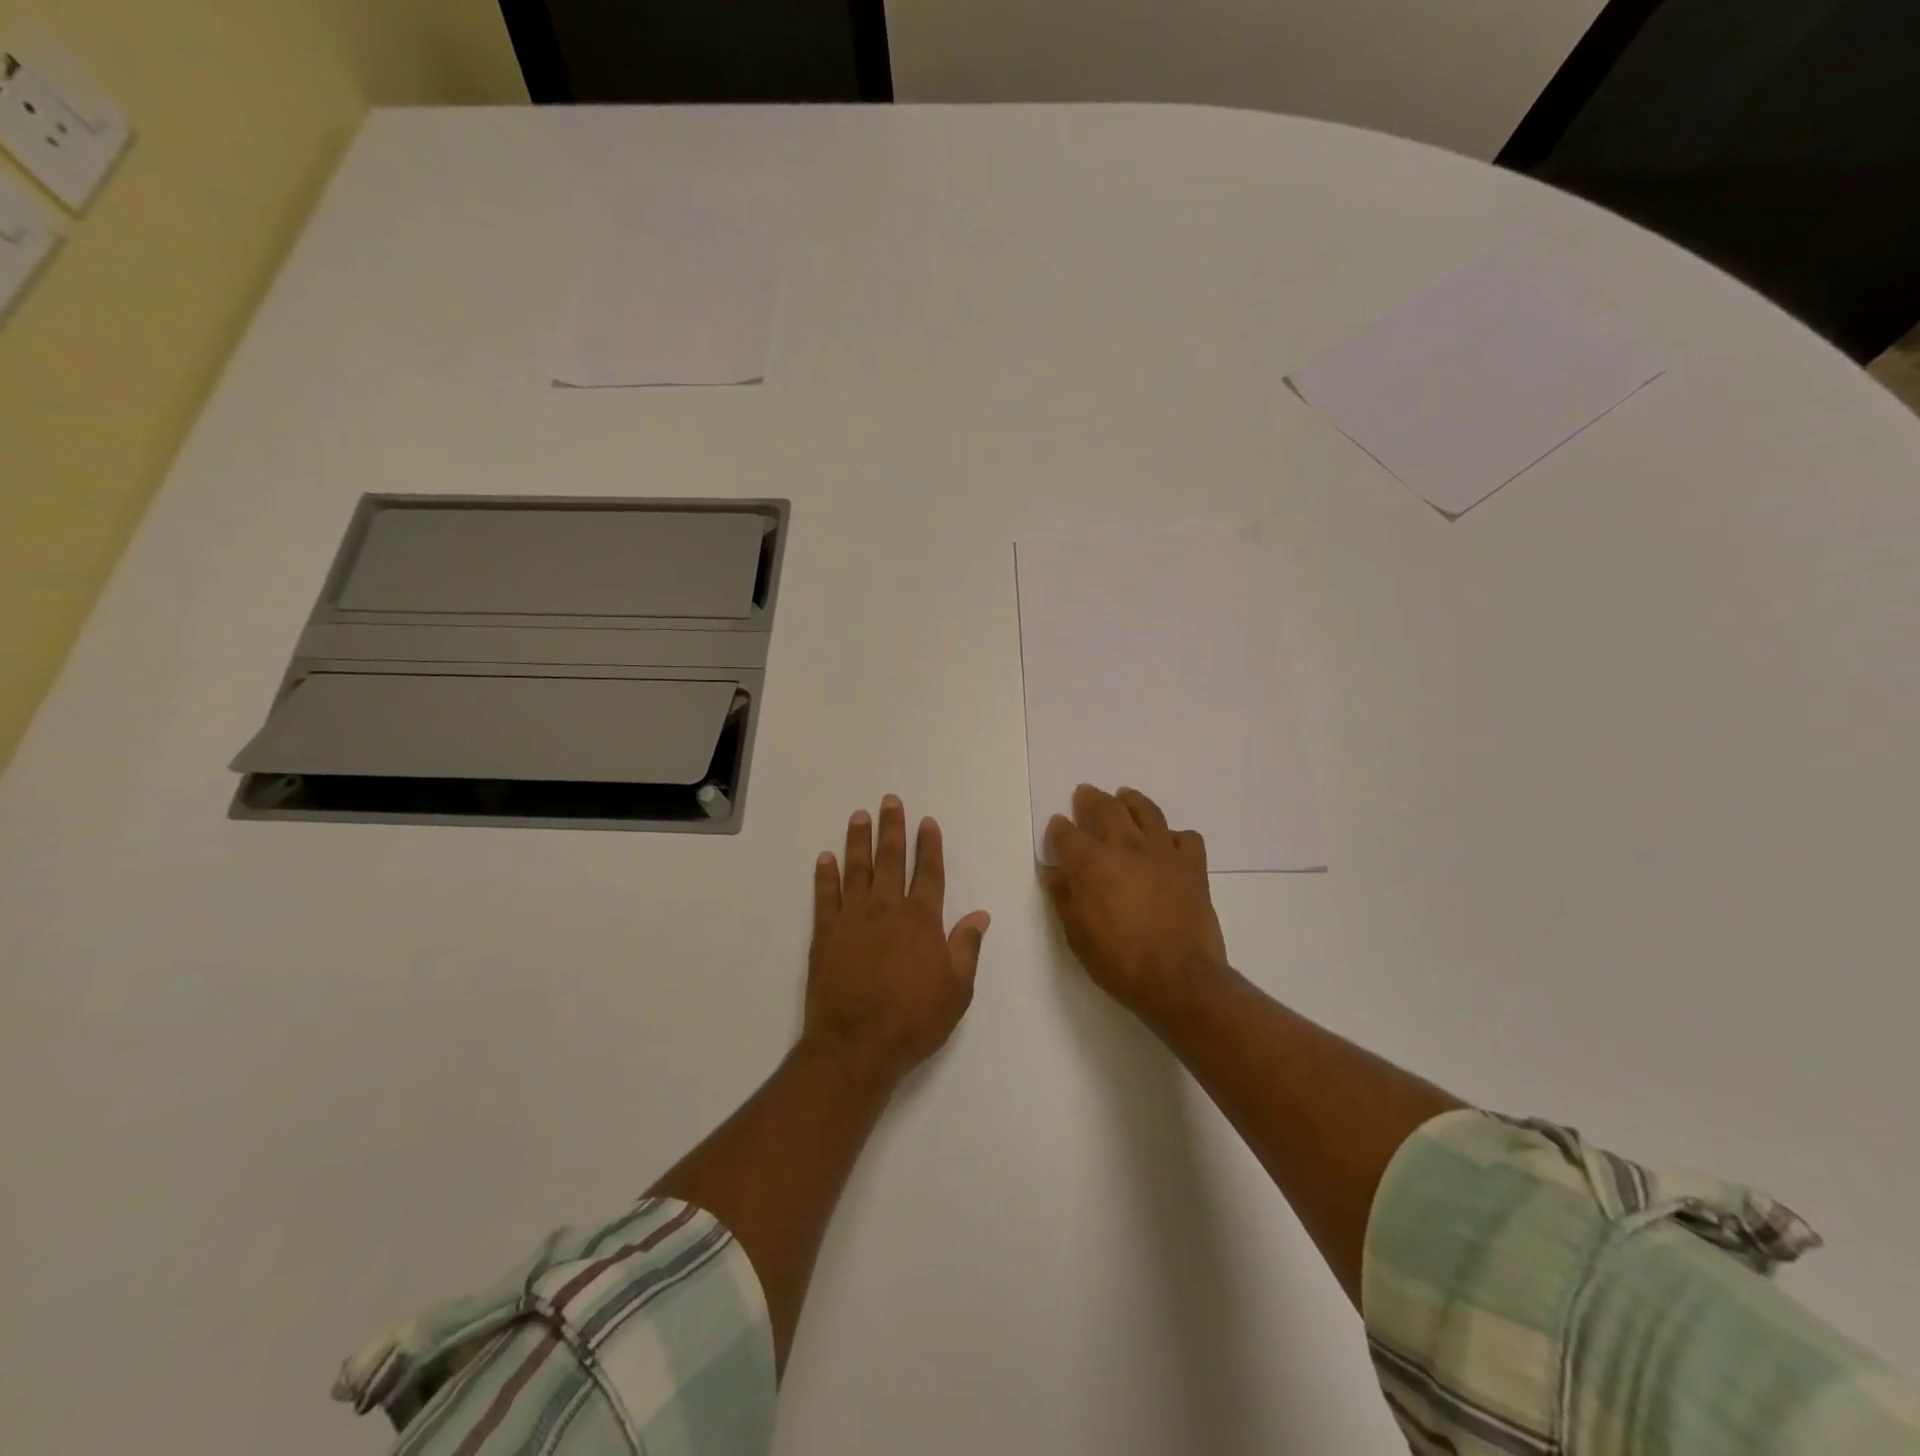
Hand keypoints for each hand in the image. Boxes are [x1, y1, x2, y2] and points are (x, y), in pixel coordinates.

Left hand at [804, 796, 991, 1083]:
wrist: (857, 1045)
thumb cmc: (914, 1020)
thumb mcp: (957, 989)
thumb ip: (966, 947)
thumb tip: (980, 914)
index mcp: (921, 920)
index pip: (928, 872)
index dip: (929, 845)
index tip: (927, 822)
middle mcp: (887, 909)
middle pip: (891, 860)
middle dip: (892, 828)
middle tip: (890, 801)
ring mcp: (853, 918)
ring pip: (857, 869)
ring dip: (858, 841)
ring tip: (859, 816)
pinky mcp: (825, 933)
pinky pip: (825, 896)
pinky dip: (825, 875)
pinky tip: (825, 858)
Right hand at [1041, 785, 1228, 1023]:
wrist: (1179, 978)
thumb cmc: (1119, 961)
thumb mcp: (1077, 935)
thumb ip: (1064, 898)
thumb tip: (1052, 873)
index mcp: (1091, 863)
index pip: (1067, 833)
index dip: (1059, 828)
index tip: (1057, 825)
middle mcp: (1125, 846)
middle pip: (1106, 808)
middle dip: (1092, 799)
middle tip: (1086, 794)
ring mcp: (1162, 852)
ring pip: (1147, 811)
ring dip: (1132, 801)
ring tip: (1126, 797)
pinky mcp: (1192, 866)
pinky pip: (1186, 837)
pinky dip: (1174, 835)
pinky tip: (1167, 843)